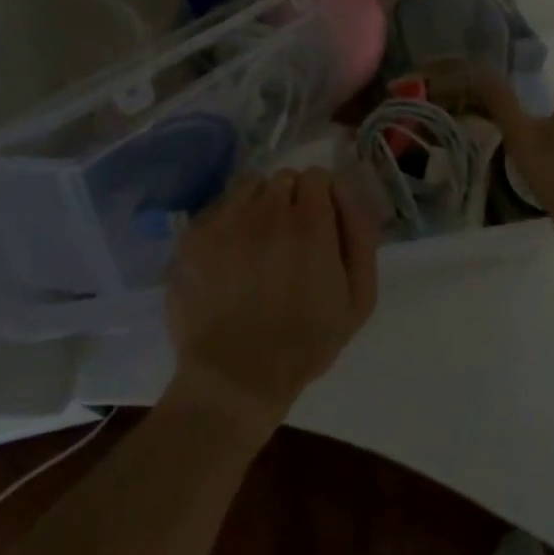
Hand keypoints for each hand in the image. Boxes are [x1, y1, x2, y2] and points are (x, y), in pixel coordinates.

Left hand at [166, 169, 379, 433]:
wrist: (234, 378)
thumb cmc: (304, 343)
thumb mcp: (358, 299)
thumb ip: (360, 234)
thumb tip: (346, 191)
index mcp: (310, 222)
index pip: (318, 176)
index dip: (322, 198)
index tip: (319, 224)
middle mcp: (266, 209)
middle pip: (284, 178)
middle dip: (291, 200)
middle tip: (289, 238)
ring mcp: (224, 219)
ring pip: (248, 186)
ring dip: (258, 205)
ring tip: (257, 243)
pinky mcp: (193, 235)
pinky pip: (217, 208)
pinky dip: (227, 223)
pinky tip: (228, 256)